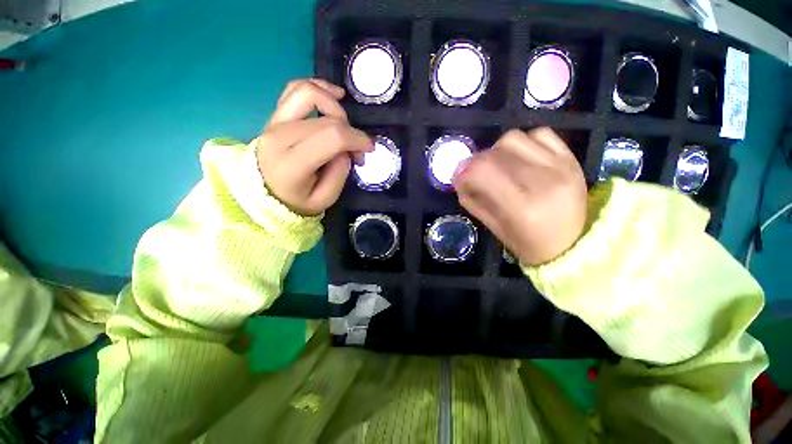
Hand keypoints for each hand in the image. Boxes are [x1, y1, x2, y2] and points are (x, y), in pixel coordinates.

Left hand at [257, 79, 372, 215]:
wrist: (264, 195)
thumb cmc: (297, 201)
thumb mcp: (325, 199)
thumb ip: (340, 172)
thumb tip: (347, 149)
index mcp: (292, 163)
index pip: (331, 137)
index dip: (356, 138)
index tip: (369, 149)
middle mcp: (280, 136)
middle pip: (327, 119)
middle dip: (352, 132)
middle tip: (358, 152)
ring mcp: (275, 121)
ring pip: (308, 92)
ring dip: (336, 105)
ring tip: (347, 122)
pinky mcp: (276, 115)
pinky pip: (296, 89)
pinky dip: (319, 87)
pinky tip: (335, 96)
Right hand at [453, 128, 586, 265]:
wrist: (574, 245)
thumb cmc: (530, 244)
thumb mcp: (495, 229)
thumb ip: (474, 203)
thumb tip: (460, 182)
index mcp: (521, 207)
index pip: (481, 172)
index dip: (462, 173)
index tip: (459, 181)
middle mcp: (542, 181)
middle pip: (494, 153)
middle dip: (474, 163)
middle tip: (473, 174)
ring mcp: (560, 166)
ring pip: (513, 139)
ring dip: (496, 150)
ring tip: (497, 165)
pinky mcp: (571, 159)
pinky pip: (540, 134)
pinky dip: (522, 143)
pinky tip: (519, 158)